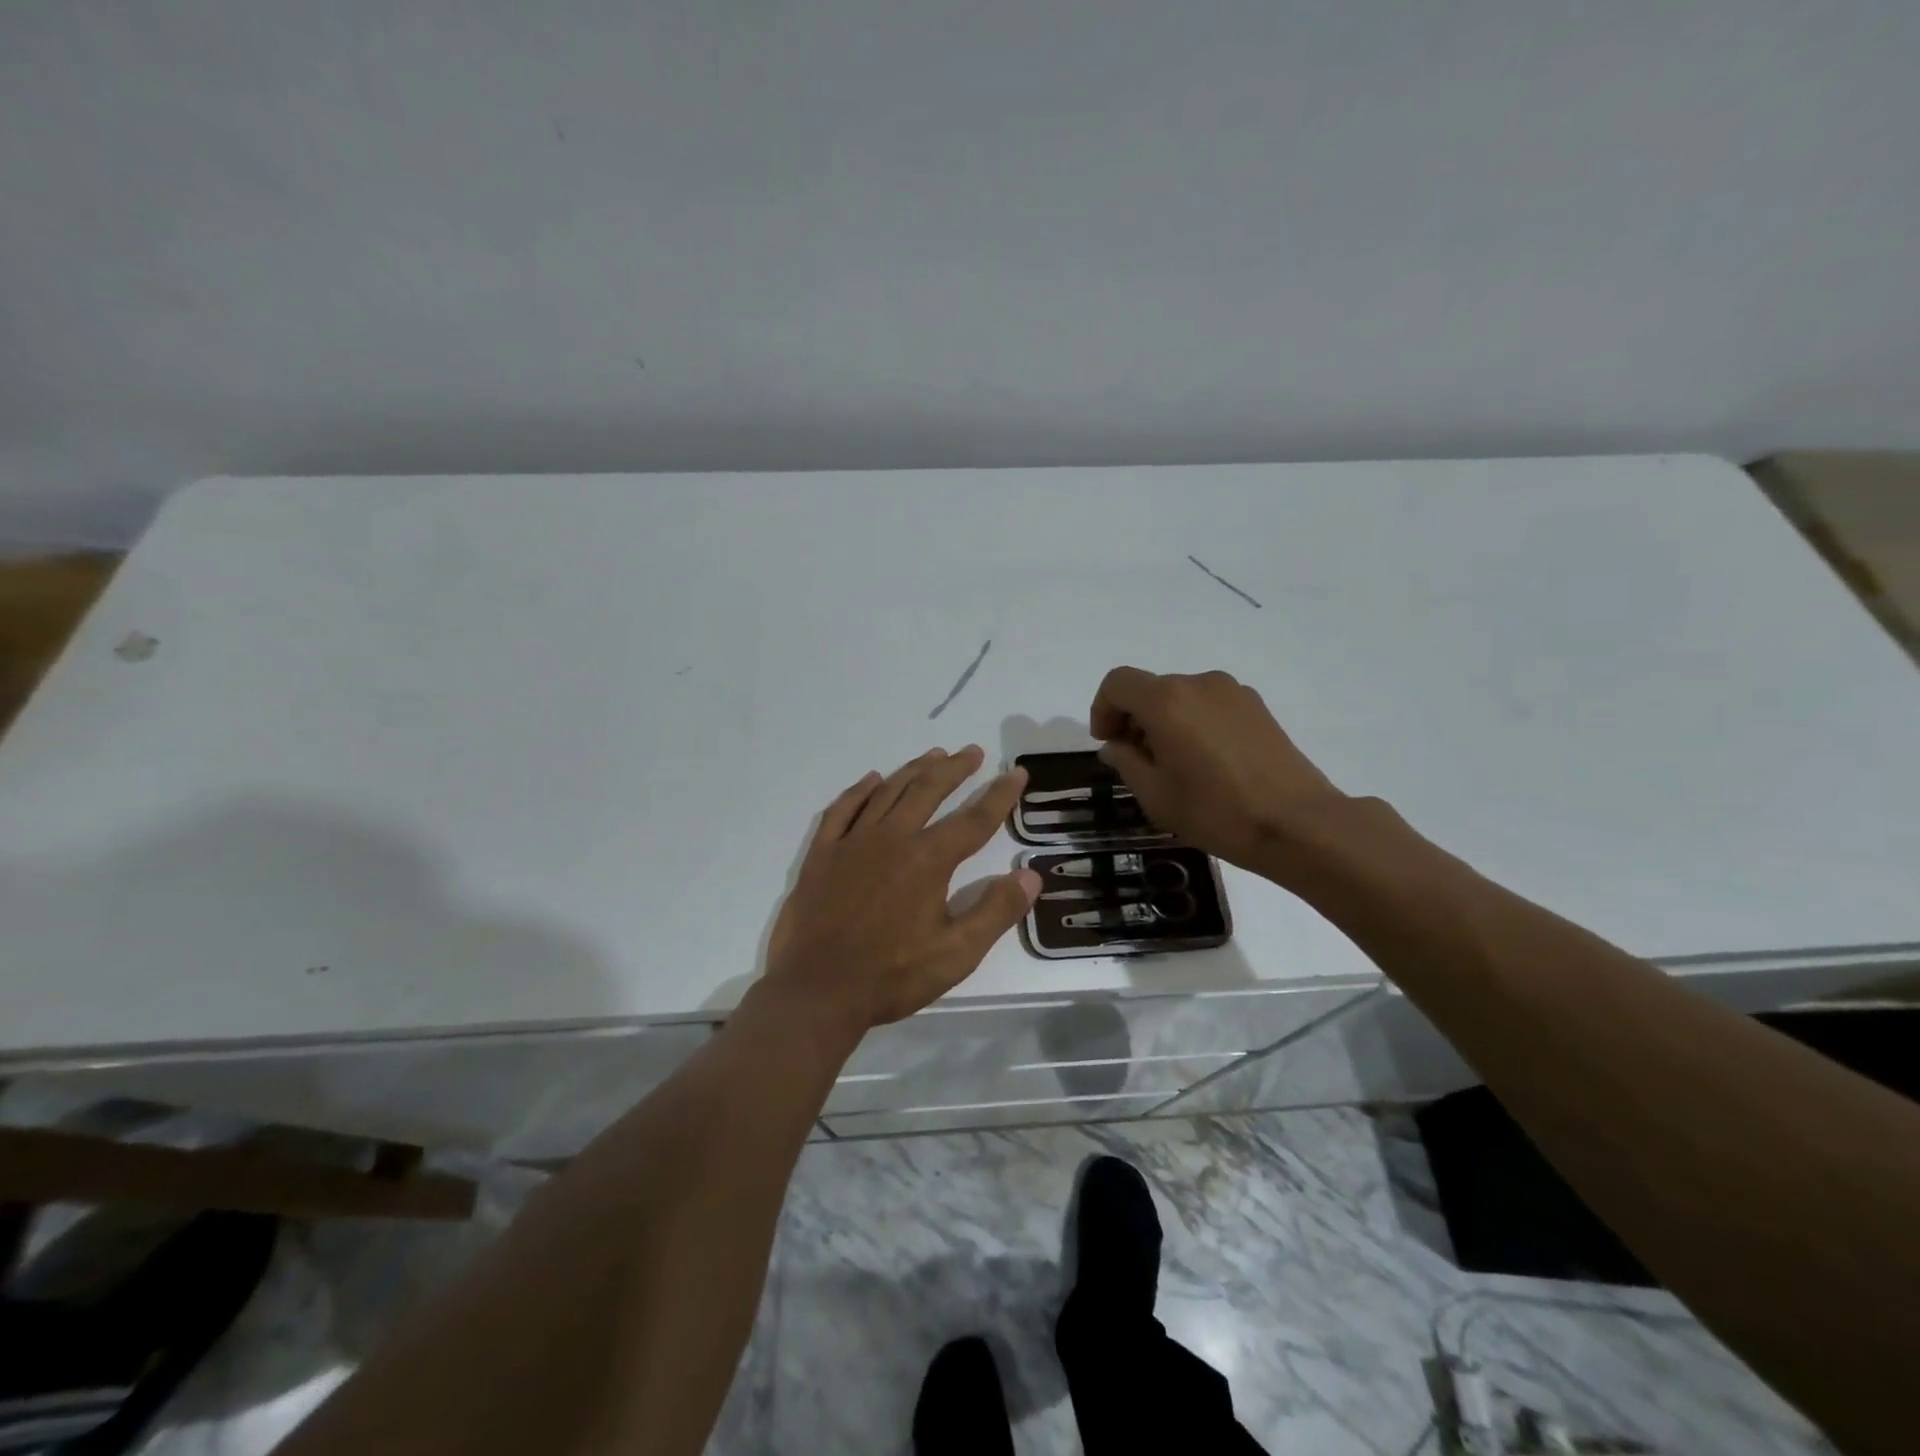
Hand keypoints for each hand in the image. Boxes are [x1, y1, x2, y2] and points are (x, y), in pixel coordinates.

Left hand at [763, 745, 1041, 1033]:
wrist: (817, 991)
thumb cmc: (892, 975)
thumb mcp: (956, 954)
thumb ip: (996, 912)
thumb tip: (1031, 876)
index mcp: (928, 860)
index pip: (974, 819)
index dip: (999, 795)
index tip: (1016, 773)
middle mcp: (892, 838)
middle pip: (928, 791)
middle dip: (954, 769)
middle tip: (971, 751)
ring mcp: (852, 842)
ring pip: (888, 792)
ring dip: (914, 770)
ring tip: (933, 755)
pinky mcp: (822, 854)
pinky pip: (842, 809)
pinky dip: (859, 791)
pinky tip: (871, 780)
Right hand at [1089, 667, 1350, 873]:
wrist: (1297, 823)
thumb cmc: (1216, 812)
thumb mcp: (1155, 795)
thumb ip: (1126, 762)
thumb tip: (1115, 745)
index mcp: (1167, 701)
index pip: (1118, 683)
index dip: (1102, 709)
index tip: (1107, 743)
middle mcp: (1199, 683)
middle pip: (1150, 688)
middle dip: (1133, 719)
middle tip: (1137, 761)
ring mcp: (1232, 692)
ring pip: (1180, 696)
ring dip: (1164, 721)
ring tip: (1174, 765)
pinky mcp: (1256, 706)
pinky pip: (1209, 704)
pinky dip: (1193, 722)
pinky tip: (1206, 762)